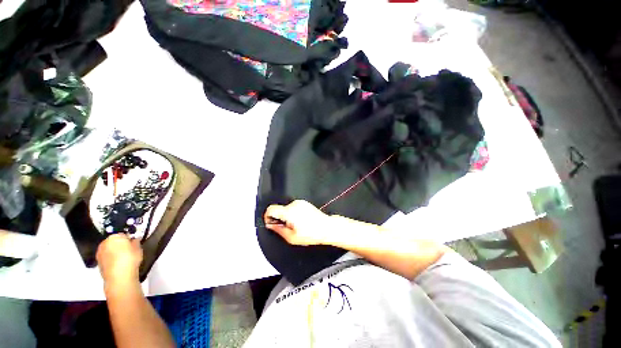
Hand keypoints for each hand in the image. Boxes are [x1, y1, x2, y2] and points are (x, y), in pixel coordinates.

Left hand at [96, 234, 142, 288]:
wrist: (119, 276)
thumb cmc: (130, 259)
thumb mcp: (138, 248)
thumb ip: (136, 242)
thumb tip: (135, 240)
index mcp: (114, 236)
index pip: (122, 234)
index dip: (129, 238)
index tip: (133, 242)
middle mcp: (104, 243)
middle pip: (113, 241)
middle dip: (120, 244)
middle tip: (129, 250)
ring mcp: (99, 253)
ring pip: (109, 250)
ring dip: (114, 252)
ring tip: (124, 258)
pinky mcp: (98, 263)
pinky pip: (106, 258)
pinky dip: (111, 259)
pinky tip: (119, 264)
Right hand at [264, 200, 332, 245]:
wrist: (326, 227)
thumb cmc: (313, 233)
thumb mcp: (292, 237)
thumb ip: (278, 230)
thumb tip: (271, 225)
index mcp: (290, 212)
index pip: (271, 209)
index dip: (267, 216)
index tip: (270, 222)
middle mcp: (294, 205)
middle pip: (279, 209)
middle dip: (280, 219)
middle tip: (287, 228)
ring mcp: (300, 203)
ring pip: (286, 209)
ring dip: (287, 217)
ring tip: (297, 226)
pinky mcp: (304, 203)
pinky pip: (293, 208)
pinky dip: (293, 214)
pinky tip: (301, 222)